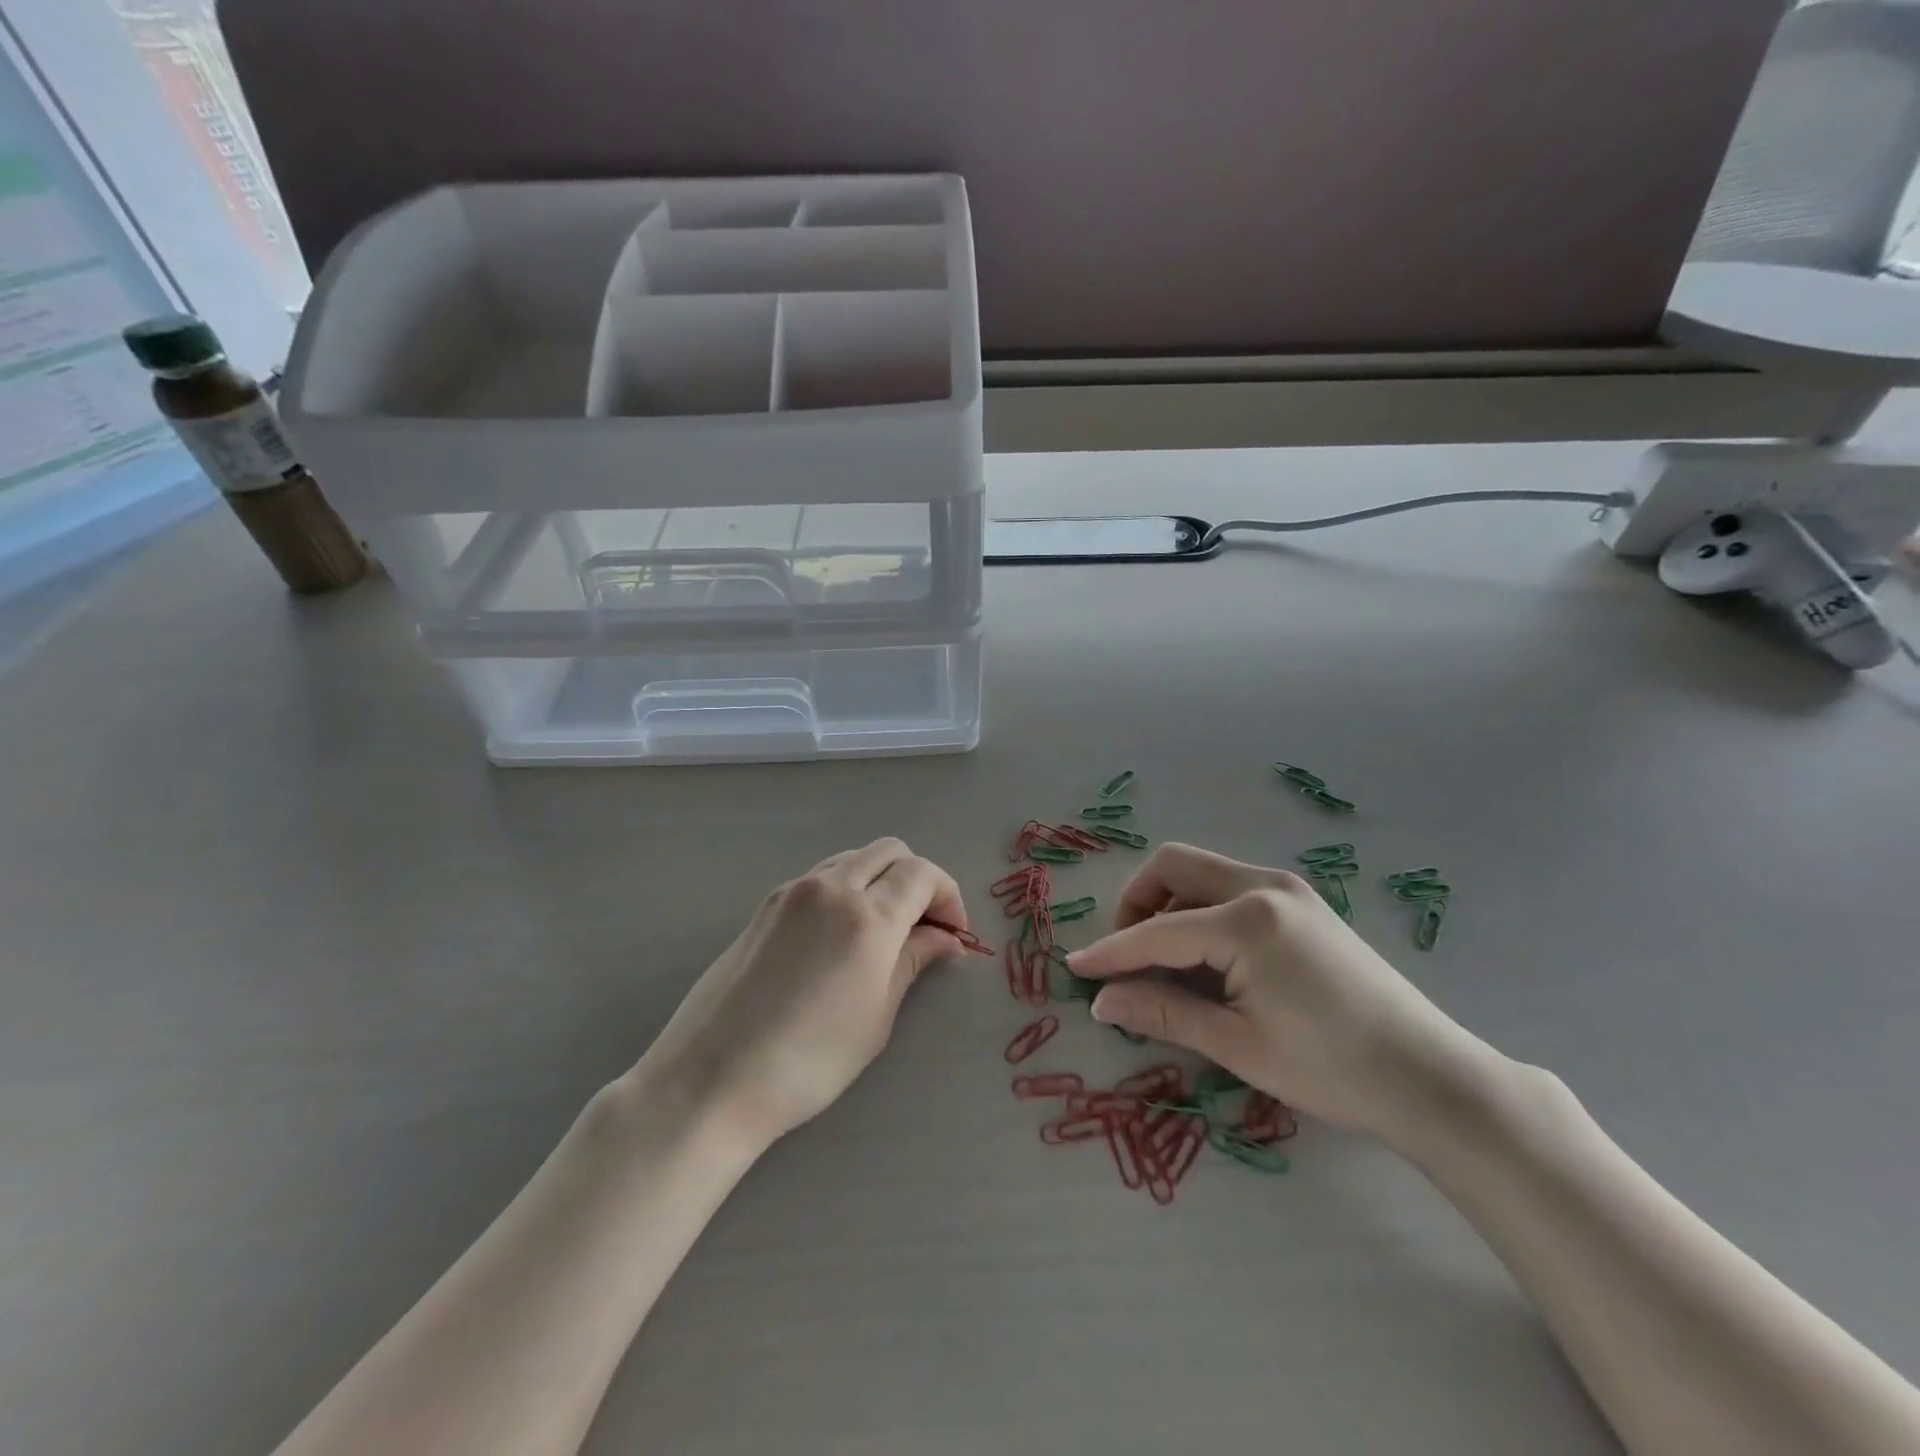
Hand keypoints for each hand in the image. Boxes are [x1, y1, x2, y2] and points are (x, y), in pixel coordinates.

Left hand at [640, 838, 967, 1149]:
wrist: (712, 1077)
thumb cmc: (809, 1061)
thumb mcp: (876, 1016)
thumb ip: (913, 962)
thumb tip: (946, 939)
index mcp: (867, 916)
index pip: (922, 874)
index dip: (948, 897)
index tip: (954, 934)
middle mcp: (830, 887)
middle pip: (890, 851)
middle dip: (918, 880)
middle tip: (924, 927)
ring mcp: (792, 891)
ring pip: (854, 859)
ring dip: (881, 880)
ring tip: (885, 931)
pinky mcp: (766, 905)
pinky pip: (822, 877)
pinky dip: (848, 889)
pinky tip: (842, 936)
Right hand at [1068, 843, 1499, 1142]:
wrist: (1432, 1079)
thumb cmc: (1331, 1070)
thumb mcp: (1237, 1045)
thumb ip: (1163, 1012)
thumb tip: (1101, 1001)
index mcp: (1247, 920)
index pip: (1157, 929)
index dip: (1111, 951)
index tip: (1074, 967)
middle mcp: (1264, 886)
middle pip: (1173, 866)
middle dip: (1136, 903)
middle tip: (1128, 956)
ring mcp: (1288, 889)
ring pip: (1201, 873)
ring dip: (1168, 906)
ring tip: (1166, 964)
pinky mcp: (1302, 903)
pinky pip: (1230, 889)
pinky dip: (1200, 911)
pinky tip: (1207, 959)